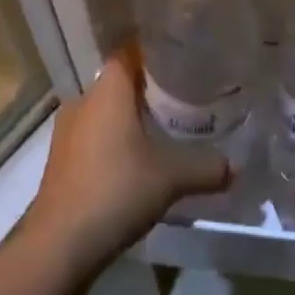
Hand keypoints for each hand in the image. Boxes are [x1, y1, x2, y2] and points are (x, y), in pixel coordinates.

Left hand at [18, 49, 228, 278]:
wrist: (59, 243)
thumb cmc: (117, 190)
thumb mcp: (171, 178)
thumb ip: (206, 168)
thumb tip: (235, 166)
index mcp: (107, 91)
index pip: (129, 52)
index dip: (154, 51)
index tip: (182, 57)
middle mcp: (84, 101)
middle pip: (119, 82)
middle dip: (149, 88)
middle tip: (184, 95)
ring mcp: (67, 131)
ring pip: (105, 111)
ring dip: (130, 117)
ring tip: (164, 128)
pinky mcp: (61, 159)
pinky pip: (94, 136)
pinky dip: (115, 140)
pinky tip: (137, 159)